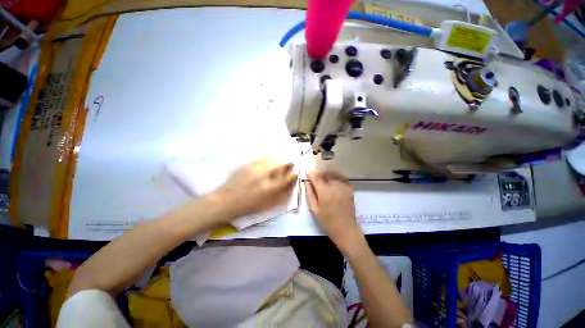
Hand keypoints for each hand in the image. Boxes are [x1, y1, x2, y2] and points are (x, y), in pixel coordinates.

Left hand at [214, 158, 296, 219]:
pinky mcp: (247, 165)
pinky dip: (269, 158)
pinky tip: (269, 160)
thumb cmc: (248, 206)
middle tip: (290, 164)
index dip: (293, 175)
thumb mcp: (267, 205)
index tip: (295, 173)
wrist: (226, 201)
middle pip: (280, 164)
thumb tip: (292, 187)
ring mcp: (254, 168)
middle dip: (288, 163)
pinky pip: (262, 158)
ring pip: (272, 159)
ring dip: (279, 160)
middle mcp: (263, 176)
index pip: (286, 178)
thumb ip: (281, 196)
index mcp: (269, 189)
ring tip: (280, 162)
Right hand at [305, 171, 363, 252]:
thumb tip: (306, 181)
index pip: (316, 177)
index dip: (311, 174)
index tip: (307, 174)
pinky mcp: (350, 188)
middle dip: (319, 174)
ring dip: (327, 175)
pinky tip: (333, 183)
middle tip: (315, 179)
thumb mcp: (314, 208)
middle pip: (325, 173)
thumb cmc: (327, 221)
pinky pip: (341, 178)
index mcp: (324, 191)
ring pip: (333, 174)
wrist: (346, 228)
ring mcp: (344, 186)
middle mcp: (335, 185)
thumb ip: (310, 193)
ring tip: (323, 180)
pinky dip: (335, 178)